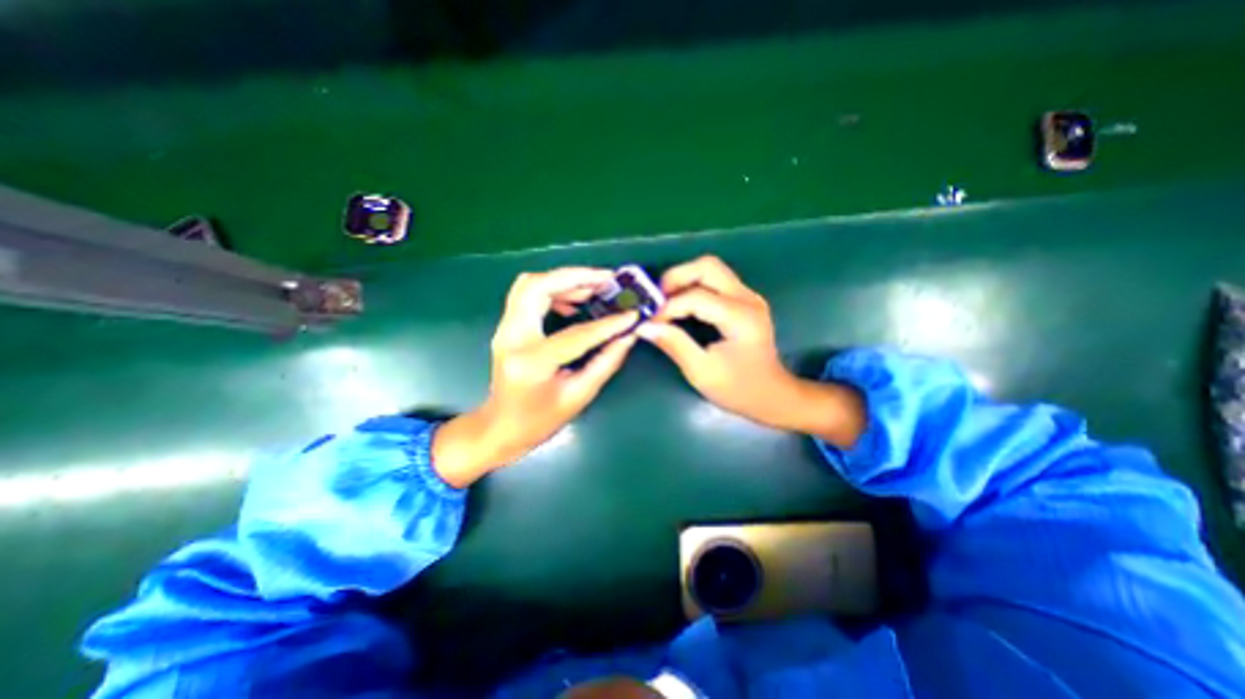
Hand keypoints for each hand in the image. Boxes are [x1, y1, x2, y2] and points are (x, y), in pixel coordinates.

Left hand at [434, 264, 636, 484]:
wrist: (500, 426)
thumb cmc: (540, 420)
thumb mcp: (578, 395)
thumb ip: (606, 363)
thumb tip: (628, 335)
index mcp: (532, 362)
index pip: (576, 334)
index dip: (608, 324)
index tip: (632, 314)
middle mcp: (512, 337)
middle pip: (537, 287)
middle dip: (575, 277)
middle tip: (608, 280)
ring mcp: (505, 328)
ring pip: (530, 284)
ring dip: (564, 279)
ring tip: (595, 287)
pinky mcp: (507, 326)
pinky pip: (528, 294)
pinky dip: (553, 289)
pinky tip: (575, 301)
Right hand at [635, 253, 862, 440]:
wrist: (773, 395)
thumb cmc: (739, 389)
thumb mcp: (702, 372)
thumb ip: (674, 345)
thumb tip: (644, 327)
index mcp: (740, 317)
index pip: (696, 297)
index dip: (668, 307)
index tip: (649, 322)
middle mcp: (747, 299)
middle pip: (707, 267)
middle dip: (676, 278)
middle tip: (656, 299)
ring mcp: (748, 297)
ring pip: (711, 269)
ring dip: (684, 279)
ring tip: (664, 300)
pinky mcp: (745, 300)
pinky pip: (715, 280)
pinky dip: (693, 285)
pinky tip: (680, 303)